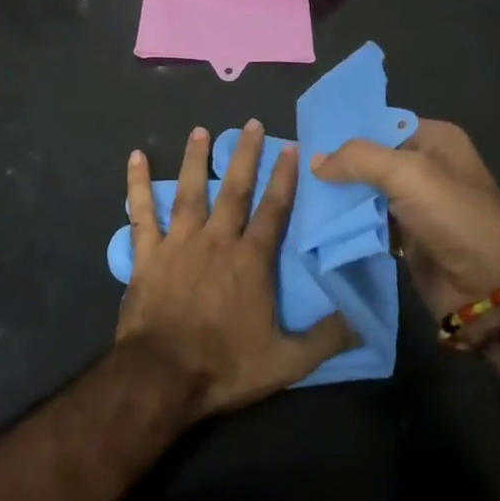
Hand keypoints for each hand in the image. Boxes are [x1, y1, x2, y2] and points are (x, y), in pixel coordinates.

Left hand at [117, 122, 349, 416]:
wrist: (162, 377)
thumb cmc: (224, 366)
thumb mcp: (286, 361)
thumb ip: (325, 338)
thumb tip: (363, 320)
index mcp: (251, 260)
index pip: (273, 210)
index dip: (283, 178)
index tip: (290, 147)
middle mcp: (217, 240)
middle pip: (233, 189)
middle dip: (243, 154)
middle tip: (250, 123)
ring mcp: (179, 243)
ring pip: (189, 191)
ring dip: (195, 159)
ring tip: (199, 130)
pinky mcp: (147, 254)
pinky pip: (142, 213)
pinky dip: (138, 185)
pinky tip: (135, 158)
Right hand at [312, 121, 499, 319]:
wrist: (492, 290)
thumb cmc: (455, 218)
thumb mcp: (408, 174)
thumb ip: (358, 159)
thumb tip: (314, 161)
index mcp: (434, 139)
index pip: (378, 123)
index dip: (343, 130)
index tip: (304, 138)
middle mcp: (424, 166)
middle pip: (369, 159)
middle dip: (334, 165)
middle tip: (292, 168)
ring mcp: (415, 204)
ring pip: (364, 192)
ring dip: (336, 196)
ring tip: (296, 193)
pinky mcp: (406, 238)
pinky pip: (368, 222)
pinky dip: (346, 223)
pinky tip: (314, 220)